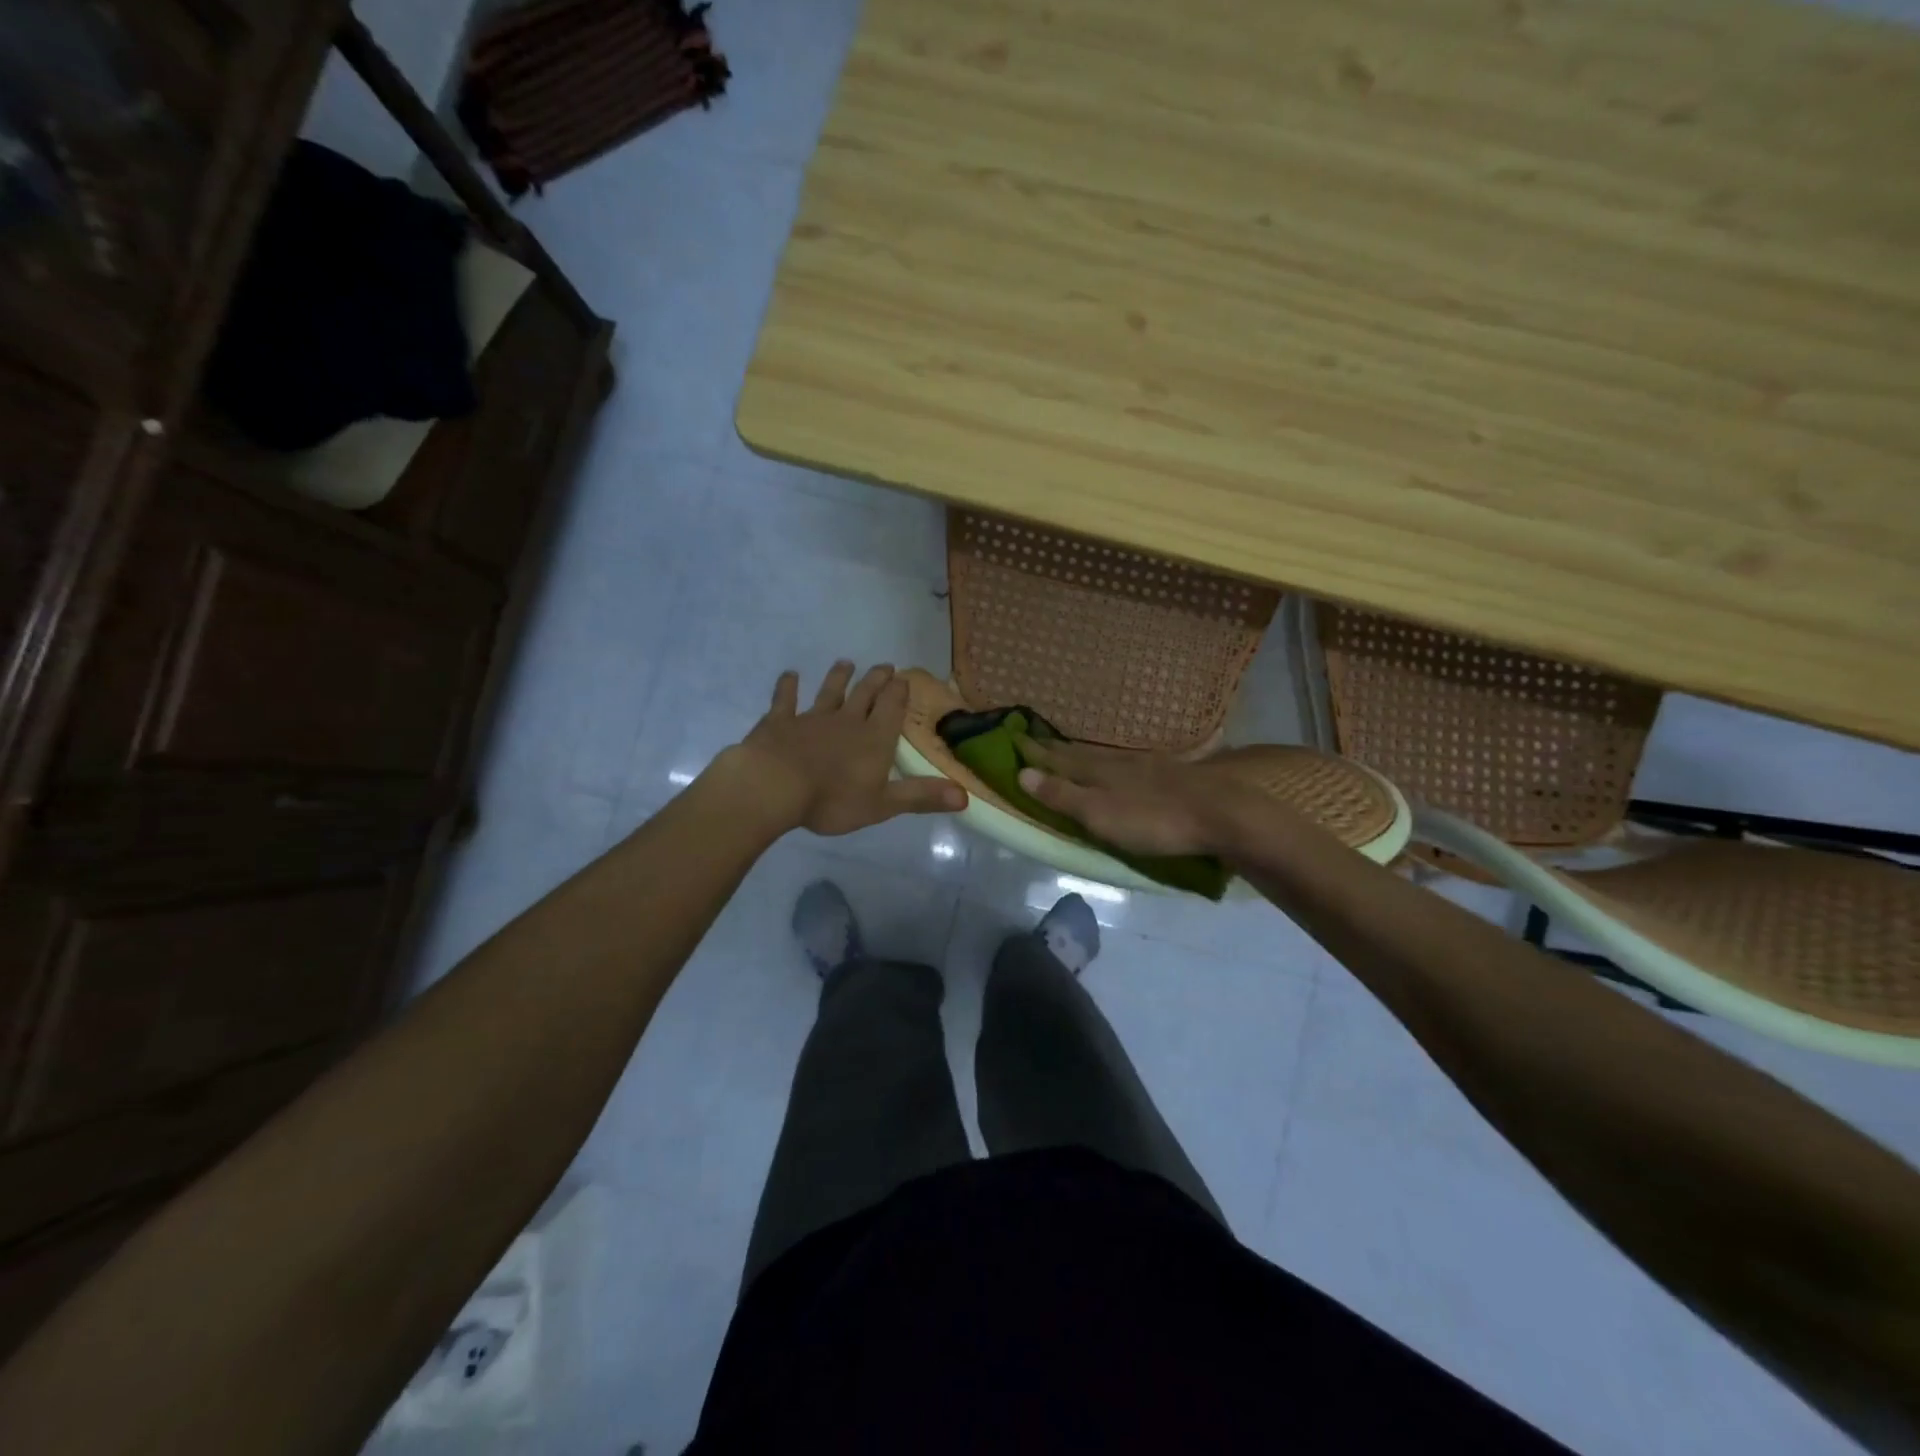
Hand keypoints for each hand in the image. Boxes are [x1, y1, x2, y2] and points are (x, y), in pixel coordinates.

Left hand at [723, 662, 966, 835]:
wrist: (775, 786)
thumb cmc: (832, 799)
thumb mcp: (883, 805)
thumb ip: (921, 797)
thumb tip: (965, 796)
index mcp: (874, 739)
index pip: (892, 709)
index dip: (899, 693)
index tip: (903, 677)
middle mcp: (847, 721)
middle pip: (865, 694)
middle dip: (876, 680)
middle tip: (884, 666)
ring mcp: (811, 718)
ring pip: (829, 692)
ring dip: (838, 678)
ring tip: (845, 663)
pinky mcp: (779, 722)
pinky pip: (785, 700)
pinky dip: (788, 687)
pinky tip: (790, 676)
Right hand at [1016, 737, 1244, 856]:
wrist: (1218, 814)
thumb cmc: (1152, 820)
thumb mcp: (1099, 814)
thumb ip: (1062, 795)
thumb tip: (1022, 773)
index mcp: (1098, 773)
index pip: (1058, 761)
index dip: (1036, 753)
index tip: (1015, 739)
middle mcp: (1118, 763)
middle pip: (1080, 754)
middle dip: (1056, 749)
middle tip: (1036, 739)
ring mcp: (1147, 766)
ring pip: (1105, 756)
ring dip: (1083, 753)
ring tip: (1070, 749)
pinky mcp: (1170, 774)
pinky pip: (1130, 762)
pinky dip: (1114, 761)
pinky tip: (1122, 763)